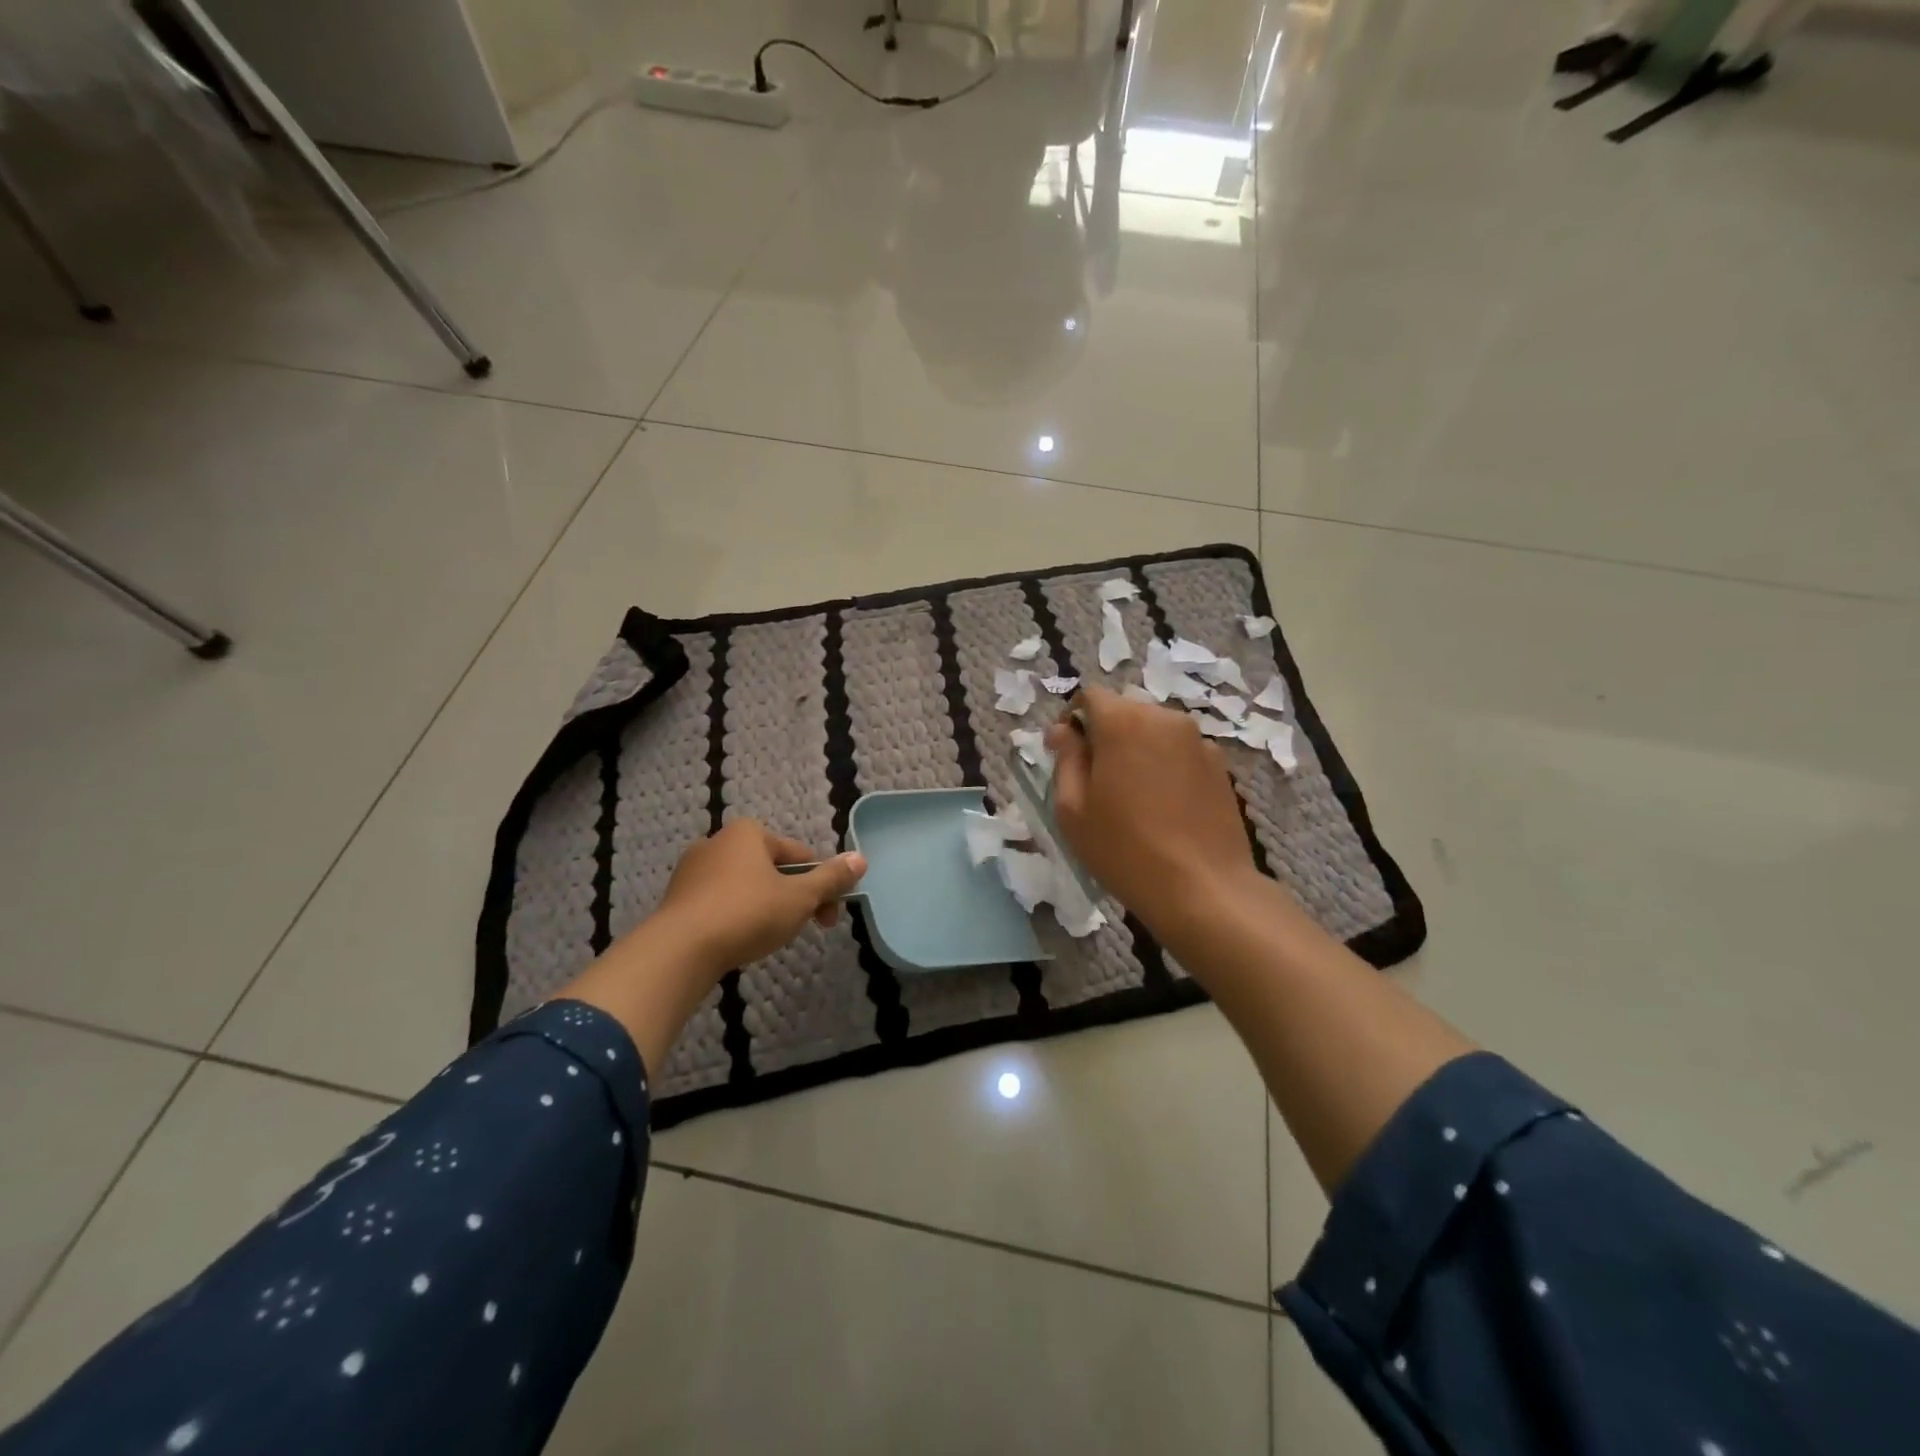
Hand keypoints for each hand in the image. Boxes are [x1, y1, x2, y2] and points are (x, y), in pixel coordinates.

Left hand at [654, 820, 866, 978]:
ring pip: (745, 887)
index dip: (821, 886)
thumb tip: (860, 858)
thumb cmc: (747, 913)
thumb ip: (831, 878)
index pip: (799, 855)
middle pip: (772, 869)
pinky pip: (719, 903)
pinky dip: (735, 917)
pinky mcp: (676, 899)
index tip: (827, 918)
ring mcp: (692, 870)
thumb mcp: (800, 897)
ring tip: (769, 938)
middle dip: (793, 898)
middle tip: (802, 929)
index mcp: (748, 833)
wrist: (679, 950)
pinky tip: (739, 941)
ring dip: (765, 908)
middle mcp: (717, 842)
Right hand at [1045, 686, 1257, 936]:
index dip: (1074, 720)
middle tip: (1099, 781)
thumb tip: (1062, 730)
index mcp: (1123, 722)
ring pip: (1155, 730)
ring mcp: (1198, 740)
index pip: (1090, 696)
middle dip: (1107, 734)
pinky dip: (1166, 765)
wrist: (1203, 887)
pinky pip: (1180, 751)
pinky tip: (1166, 806)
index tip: (1069, 755)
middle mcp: (1164, 718)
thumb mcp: (1073, 810)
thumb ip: (1065, 759)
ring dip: (1138, 749)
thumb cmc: (1124, 849)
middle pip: (1125, 711)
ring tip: (1135, 796)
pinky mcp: (1220, 764)